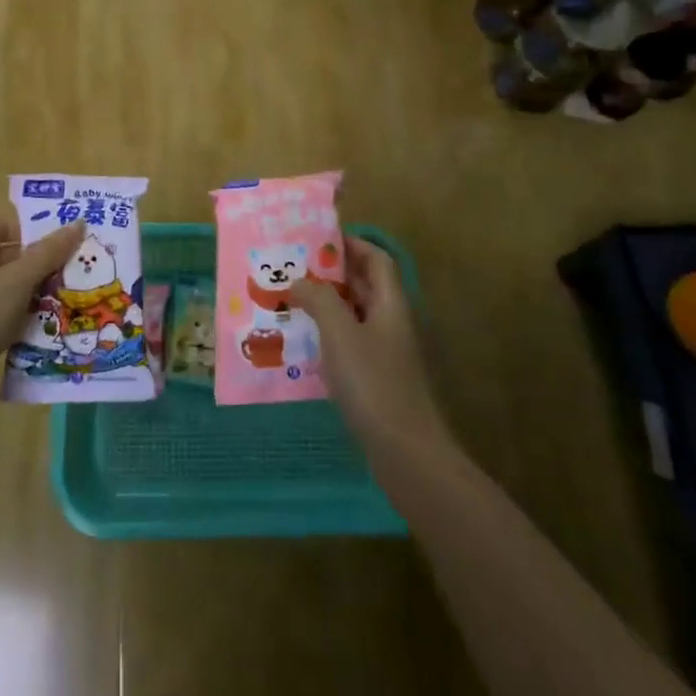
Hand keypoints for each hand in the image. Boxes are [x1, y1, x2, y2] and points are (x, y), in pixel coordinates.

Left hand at [0, 217, 85, 390]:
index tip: (73, 238)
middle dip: (45, 263)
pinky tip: (59, 318)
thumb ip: (49, 252)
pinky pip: (9, 311)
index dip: (39, 231)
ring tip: (77, 289)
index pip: (7, 226)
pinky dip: (30, 313)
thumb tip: (80, 224)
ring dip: (41, 289)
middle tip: (82, 263)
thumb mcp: (18, 279)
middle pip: (12, 256)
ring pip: (13, 286)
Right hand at [293, 236, 451, 458]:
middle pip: (364, 286)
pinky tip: (301, 345)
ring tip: (288, 302)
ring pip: (354, 316)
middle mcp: (391, 323)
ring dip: (325, 306)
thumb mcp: (340, 333)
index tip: (316, 240)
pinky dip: (327, 337)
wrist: (407, 455)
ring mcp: (386, 354)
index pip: (376, 259)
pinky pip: (350, 345)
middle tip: (292, 268)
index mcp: (390, 304)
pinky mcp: (377, 381)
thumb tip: (300, 280)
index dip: (351, 244)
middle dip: (330, 274)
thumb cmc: (374, 384)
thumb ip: (319, 299)